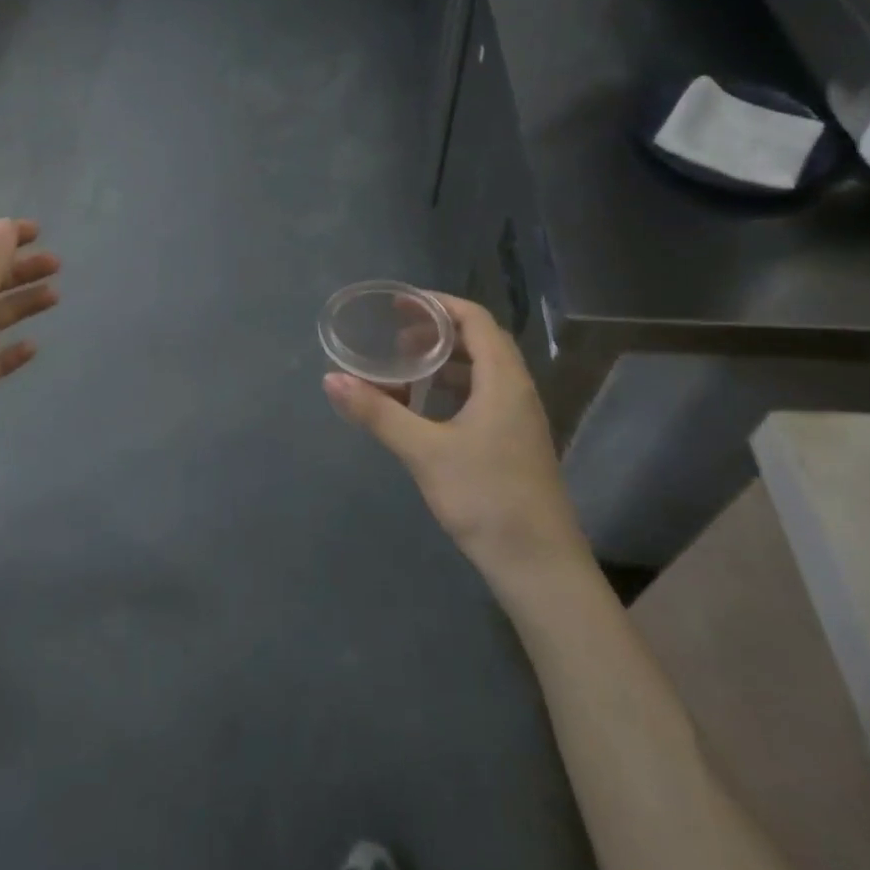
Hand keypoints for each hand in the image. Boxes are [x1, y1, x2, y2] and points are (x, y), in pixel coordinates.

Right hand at [324, 293, 584, 575]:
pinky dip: (451, 390)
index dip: (437, 304)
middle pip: (479, 342)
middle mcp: (516, 391)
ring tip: (404, 370)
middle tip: (394, 336)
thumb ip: (377, 412)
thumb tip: (331, 379)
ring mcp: (518, 419)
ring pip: (481, 372)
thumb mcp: (424, 452)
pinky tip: (424, 410)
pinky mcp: (513, 443)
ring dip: (443, 363)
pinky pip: (481, 397)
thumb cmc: (485, 498)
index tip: (399, 303)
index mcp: (503, 381)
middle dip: (436, 332)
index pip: (474, 320)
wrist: (539, 566)